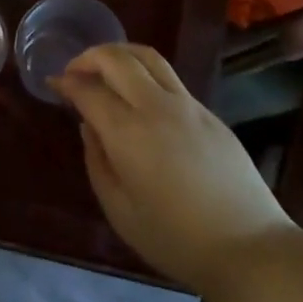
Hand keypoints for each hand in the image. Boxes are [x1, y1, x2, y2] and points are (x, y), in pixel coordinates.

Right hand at [56, 44, 292, 298]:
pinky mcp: (208, 112)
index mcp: (128, 133)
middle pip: (117, 58)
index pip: (89, 89)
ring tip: (104, 68)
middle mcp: (156, 107)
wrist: (249, 247)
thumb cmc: (176, 239)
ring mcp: (187, 105)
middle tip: (74, 71)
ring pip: (148, 56)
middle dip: (89, 57)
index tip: (53, 83)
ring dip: (119, 53)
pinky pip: (169, 77)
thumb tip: (89, 126)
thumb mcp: (120, 211)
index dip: (66, 81)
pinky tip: (139, 94)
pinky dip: (144, 71)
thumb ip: (97, 161)